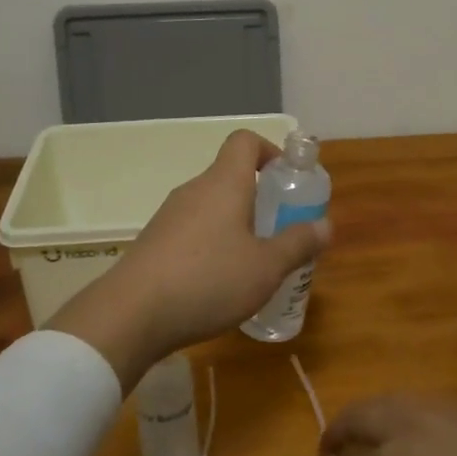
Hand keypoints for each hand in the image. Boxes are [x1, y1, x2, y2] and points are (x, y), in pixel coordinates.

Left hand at [51, 130, 329, 387]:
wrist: (130, 314)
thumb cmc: (208, 280)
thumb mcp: (266, 268)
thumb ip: (298, 244)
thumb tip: (326, 225)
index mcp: (224, 183)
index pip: (245, 141)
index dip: (270, 151)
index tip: (287, 181)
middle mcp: (195, 190)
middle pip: (230, 176)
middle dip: (260, 199)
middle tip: (280, 232)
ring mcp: (169, 216)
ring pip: (212, 206)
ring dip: (236, 225)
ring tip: (253, 264)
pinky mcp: (154, 242)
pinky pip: (192, 231)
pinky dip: (211, 245)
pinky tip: (218, 284)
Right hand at [300, 396, 456, 455]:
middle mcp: (399, 427)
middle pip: (353, 419)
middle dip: (334, 435)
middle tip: (330, 452)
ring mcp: (428, 409)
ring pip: (381, 402)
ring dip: (363, 418)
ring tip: (364, 435)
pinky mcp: (455, 405)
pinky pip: (412, 402)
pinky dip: (396, 414)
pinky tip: (405, 429)